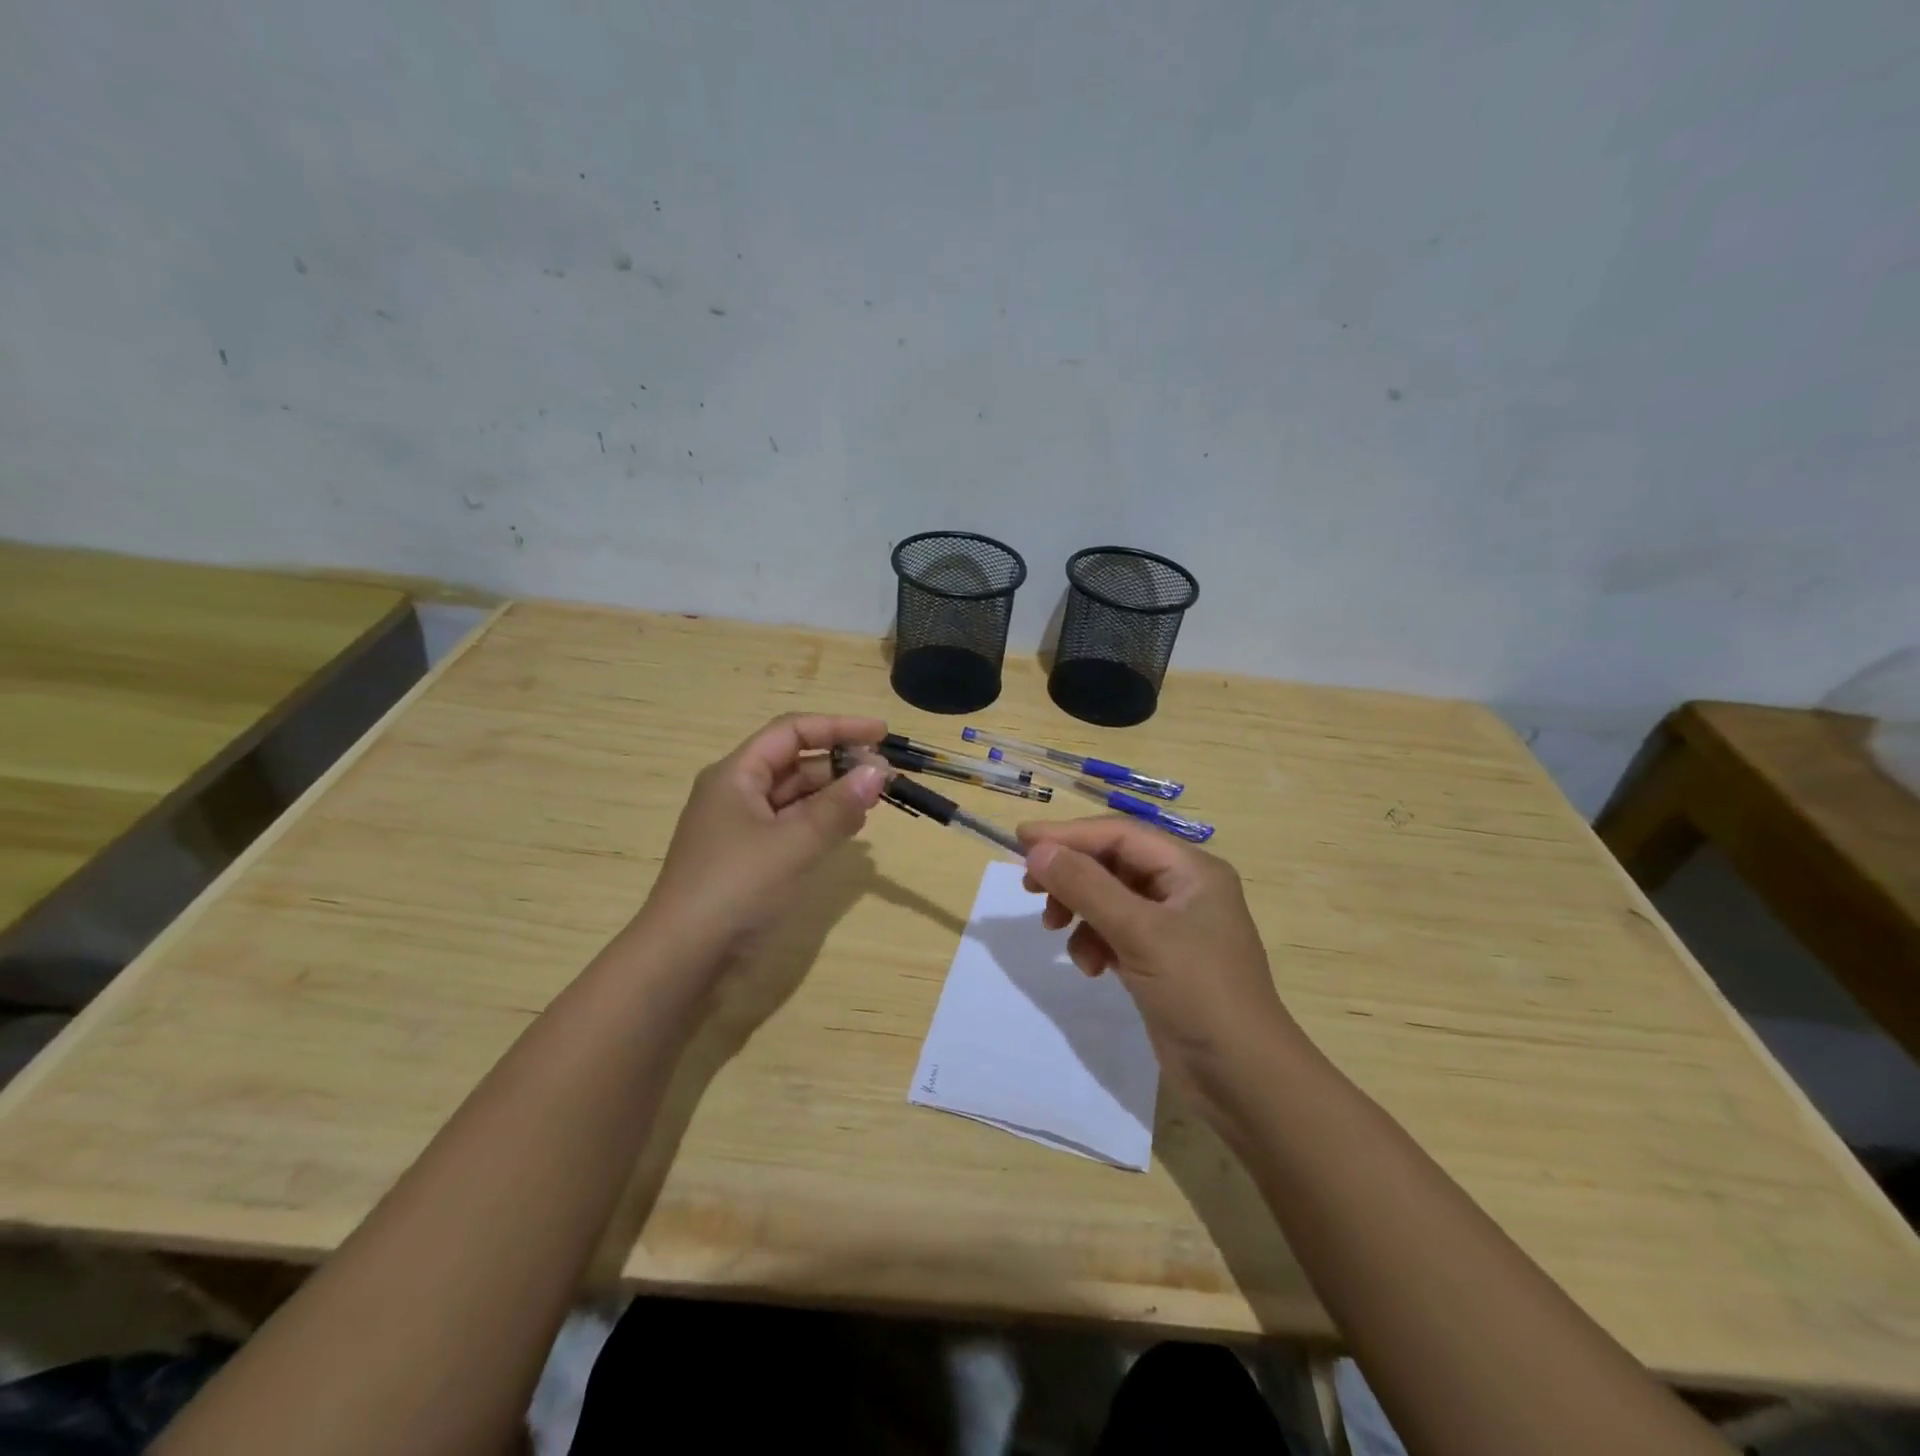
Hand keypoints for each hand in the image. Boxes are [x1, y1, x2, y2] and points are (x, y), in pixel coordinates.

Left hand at [636, 713, 888, 971]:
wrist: (683, 960)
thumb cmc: (736, 888)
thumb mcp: (793, 843)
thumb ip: (839, 807)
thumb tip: (878, 772)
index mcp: (736, 775)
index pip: (792, 732)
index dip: (838, 727)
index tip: (881, 734)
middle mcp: (737, 794)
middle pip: (795, 763)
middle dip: (840, 765)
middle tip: (885, 777)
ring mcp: (742, 829)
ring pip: (796, 798)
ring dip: (835, 795)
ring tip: (876, 801)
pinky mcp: (750, 860)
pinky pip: (792, 828)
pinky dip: (822, 823)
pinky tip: (851, 830)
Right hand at [1018, 818, 1303, 1108]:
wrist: (1244, 1080)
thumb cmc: (1199, 992)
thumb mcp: (1140, 933)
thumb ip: (1086, 887)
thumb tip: (1037, 850)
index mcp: (1191, 869)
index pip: (1120, 835)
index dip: (1069, 834)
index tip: (1021, 841)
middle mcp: (1183, 889)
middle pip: (1113, 864)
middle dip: (1071, 876)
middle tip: (1030, 889)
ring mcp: (1172, 926)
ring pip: (1109, 899)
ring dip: (1080, 912)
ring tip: (1055, 932)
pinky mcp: (1160, 960)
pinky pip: (1115, 932)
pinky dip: (1095, 942)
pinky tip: (1091, 968)